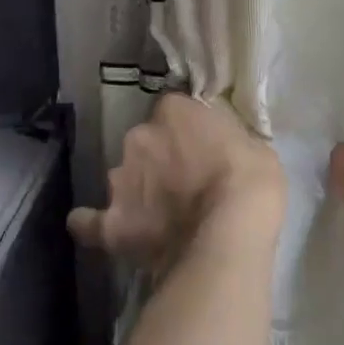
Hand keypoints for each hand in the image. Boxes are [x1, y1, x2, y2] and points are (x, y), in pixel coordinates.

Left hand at [69, 94, 284, 270]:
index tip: (200, 148)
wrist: (229, 234)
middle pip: (143, 143)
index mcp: (173, 111)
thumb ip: (227, 137)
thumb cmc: (252, 183)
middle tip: (183, 185)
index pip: (173, 110)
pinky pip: (88, 222)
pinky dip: (92, 224)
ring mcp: (119, 180)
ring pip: (122, 178)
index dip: (186, 131)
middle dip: (158, 160)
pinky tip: (99, 229)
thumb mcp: (255, 144)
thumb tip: (217, 142)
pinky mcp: (110, 222)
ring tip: (158, 217)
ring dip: (137, 190)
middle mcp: (138, 137)